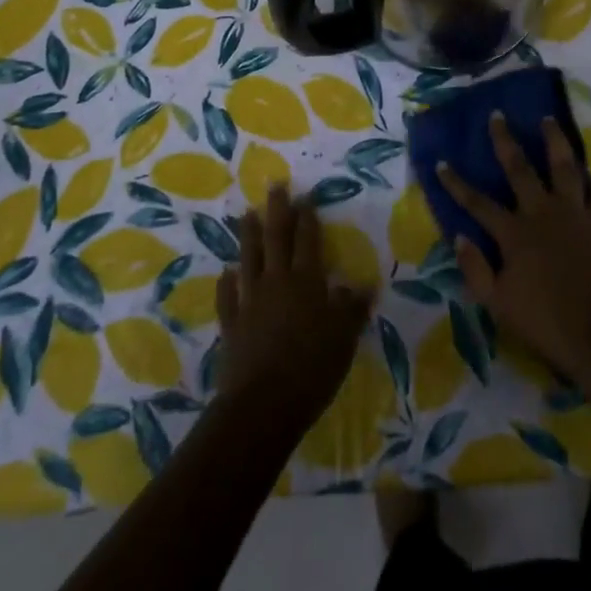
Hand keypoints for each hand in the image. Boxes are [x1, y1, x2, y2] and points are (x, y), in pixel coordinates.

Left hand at [216, 184, 373, 433]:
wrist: (262, 404)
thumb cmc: (312, 369)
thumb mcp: (344, 338)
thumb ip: (352, 308)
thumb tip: (363, 284)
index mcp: (307, 281)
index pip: (308, 240)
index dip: (307, 217)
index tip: (305, 196)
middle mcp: (277, 282)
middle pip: (276, 239)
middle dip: (277, 211)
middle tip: (275, 186)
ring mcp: (250, 301)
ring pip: (249, 258)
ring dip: (249, 235)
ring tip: (247, 214)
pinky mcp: (231, 324)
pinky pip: (228, 296)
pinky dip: (227, 283)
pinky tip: (226, 272)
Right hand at [438, 114, 590, 378]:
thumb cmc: (544, 322)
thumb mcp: (497, 304)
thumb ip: (475, 269)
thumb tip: (459, 236)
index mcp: (514, 233)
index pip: (477, 203)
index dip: (456, 183)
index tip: (441, 162)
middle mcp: (543, 212)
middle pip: (520, 168)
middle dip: (504, 140)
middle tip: (498, 115)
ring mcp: (576, 214)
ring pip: (564, 166)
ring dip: (554, 140)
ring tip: (548, 119)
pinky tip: (586, 173)